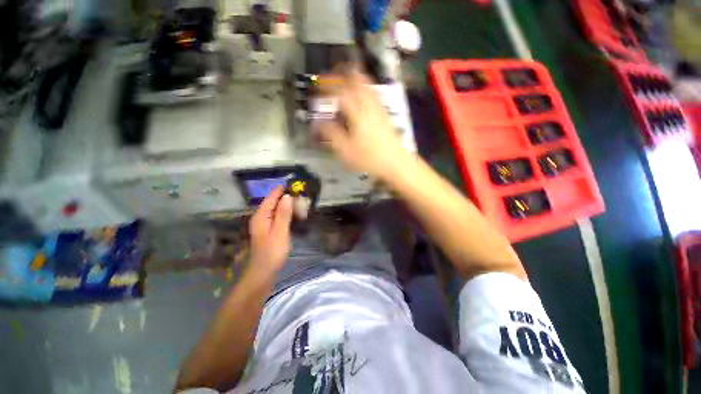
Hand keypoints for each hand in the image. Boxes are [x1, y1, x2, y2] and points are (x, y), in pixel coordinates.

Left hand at [248, 187, 292, 275]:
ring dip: (286, 204)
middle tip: (301, 193)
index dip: (283, 190)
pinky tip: (293, 213)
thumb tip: (287, 196)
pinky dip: (285, 212)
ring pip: (275, 209)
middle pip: (273, 201)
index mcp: (261, 216)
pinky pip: (277, 216)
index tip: (296, 184)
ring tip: (299, 200)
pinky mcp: (268, 230)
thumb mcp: (280, 232)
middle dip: (285, 196)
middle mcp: (260, 217)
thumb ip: (283, 214)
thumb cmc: (272, 252)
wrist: (263, 272)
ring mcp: (263, 224)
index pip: (272, 197)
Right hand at [315, 71, 408, 180]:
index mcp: (357, 111)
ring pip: (366, 83)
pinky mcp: (385, 113)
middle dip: (342, 73)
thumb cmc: (369, 158)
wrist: (396, 163)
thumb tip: (318, 123)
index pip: (340, 89)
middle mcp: (369, 104)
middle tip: (332, 78)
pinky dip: (364, 89)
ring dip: (354, 79)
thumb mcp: (345, 150)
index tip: (318, 86)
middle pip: (356, 78)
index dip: (327, 85)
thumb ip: (331, 134)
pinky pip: (373, 93)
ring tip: (345, 85)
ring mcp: (379, 107)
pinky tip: (361, 99)